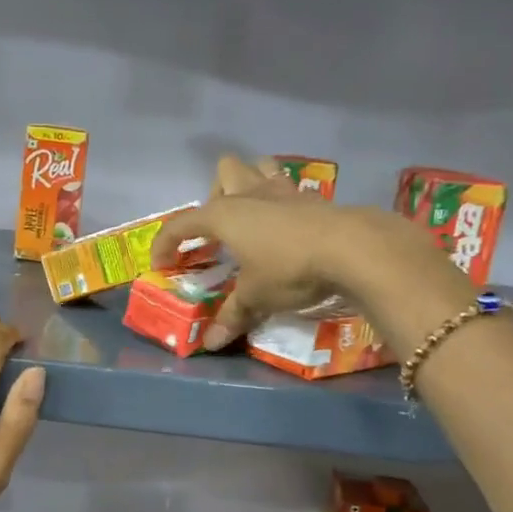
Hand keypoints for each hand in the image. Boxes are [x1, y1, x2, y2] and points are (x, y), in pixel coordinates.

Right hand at [152, 155, 454, 350]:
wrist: (351, 248)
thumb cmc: (289, 268)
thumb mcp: (256, 297)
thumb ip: (232, 316)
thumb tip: (211, 344)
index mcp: (224, 215)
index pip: (182, 223)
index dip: (166, 243)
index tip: (160, 264)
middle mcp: (249, 194)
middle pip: (224, 172)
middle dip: (215, 195)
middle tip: (219, 231)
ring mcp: (283, 191)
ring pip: (259, 167)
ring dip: (249, 184)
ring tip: (250, 216)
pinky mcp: (312, 197)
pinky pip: (287, 187)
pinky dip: (279, 200)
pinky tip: (285, 226)